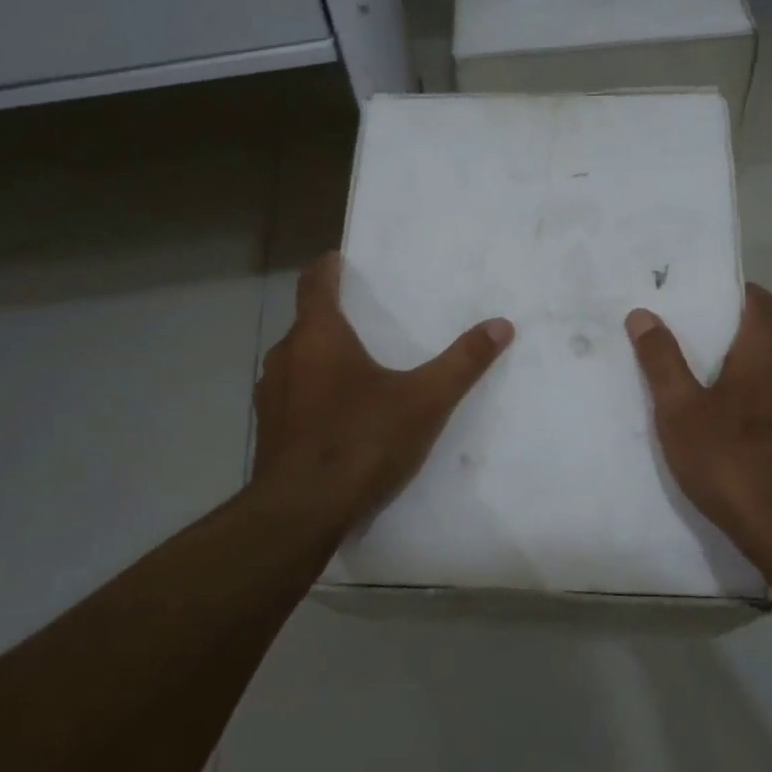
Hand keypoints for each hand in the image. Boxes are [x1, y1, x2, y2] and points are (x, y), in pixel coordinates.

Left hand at [253, 253, 513, 527]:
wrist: (302, 511)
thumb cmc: (361, 440)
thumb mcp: (424, 400)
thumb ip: (462, 362)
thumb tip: (501, 324)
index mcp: (319, 337)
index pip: (314, 284)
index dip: (327, 268)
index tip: (338, 260)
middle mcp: (286, 357)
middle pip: (306, 324)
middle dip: (332, 319)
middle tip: (364, 321)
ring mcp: (271, 397)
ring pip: (296, 363)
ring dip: (320, 359)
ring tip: (354, 369)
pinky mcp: (269, 433)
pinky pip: (291, 398)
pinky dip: (312, 395)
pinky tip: (337, 418)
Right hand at [626, 284, 771, 546]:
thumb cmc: (731, 459)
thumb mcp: (680, 410)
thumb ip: (662, 361)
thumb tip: (643, 314)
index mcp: (768, 357)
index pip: (763, 304)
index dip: (740, 293)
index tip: (711, 295)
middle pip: (767, 344)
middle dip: (733, 345)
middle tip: (694, 354)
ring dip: (746, 384)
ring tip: (707, 403)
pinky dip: (758, 415)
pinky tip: (732, 444)